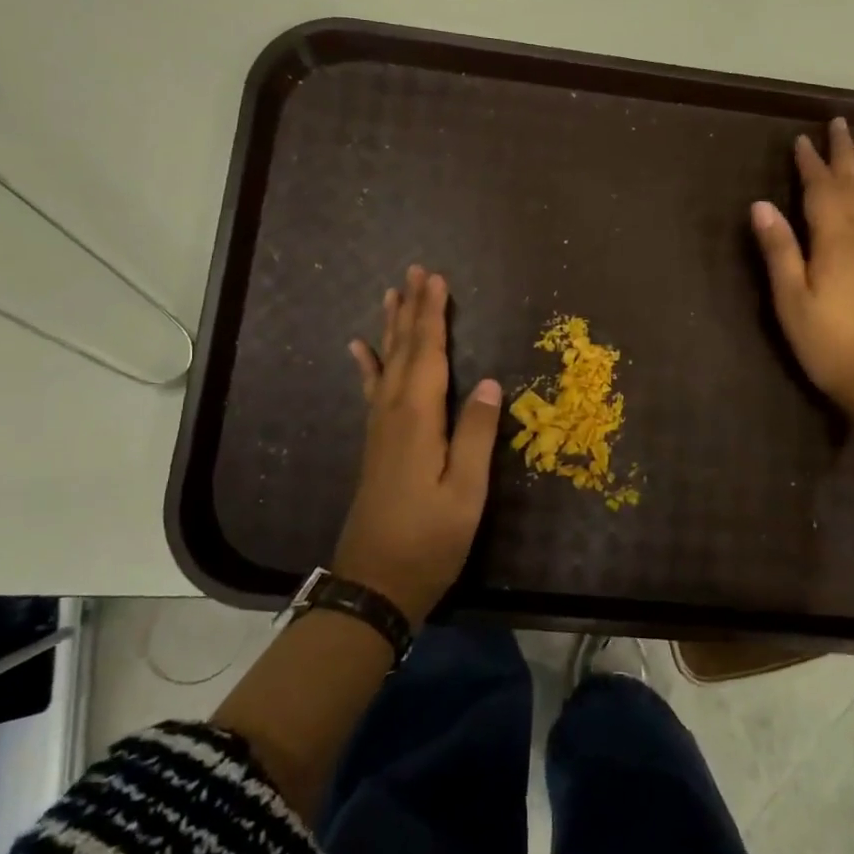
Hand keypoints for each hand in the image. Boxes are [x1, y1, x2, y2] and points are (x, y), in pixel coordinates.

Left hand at [336, 265, 502, 623]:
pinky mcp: (376, 444)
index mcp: (418, 419)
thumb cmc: (429, 540)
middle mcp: (393, 414)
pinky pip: (372, 389)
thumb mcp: (466, 493)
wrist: (375, 582)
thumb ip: (477, 435)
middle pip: (405, 350)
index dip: (433, 315)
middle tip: (416, 271)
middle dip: (413, 309)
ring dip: (392, 327)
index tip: (437, 280)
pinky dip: (368, 364)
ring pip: (386, 364)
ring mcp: (380, 429)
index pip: (429, 354)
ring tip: (391, 294)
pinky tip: (361, 348)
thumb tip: (492, 383)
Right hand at [751, 117, 853, 416]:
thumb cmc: (829, 342)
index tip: (801, 140)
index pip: (821, 189)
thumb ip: (779, 249)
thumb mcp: (791, 298)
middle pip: (853, 184)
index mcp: (834, 239)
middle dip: (843, 153)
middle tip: (839, 122)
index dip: (810, 164)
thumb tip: (761, 205)